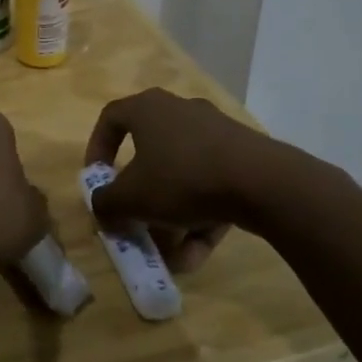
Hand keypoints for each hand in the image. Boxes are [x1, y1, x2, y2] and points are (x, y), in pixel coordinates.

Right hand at [84, 89, 305, 272]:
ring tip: (172, 253)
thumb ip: (106, 203)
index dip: (97, 149)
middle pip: (149, 154)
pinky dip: (201, 215)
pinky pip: (211, 185)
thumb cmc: (183, 178)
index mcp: (147, 108)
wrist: (264, 182)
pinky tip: (199, 250)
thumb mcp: (132, 198)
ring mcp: (215, 132)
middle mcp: (179, 110)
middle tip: (136, 221)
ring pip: (181, 175)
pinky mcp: (244, 155)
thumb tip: (102, 208)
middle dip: (140, 196)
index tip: (97, 179)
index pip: (111, 119)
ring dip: (171, 215)